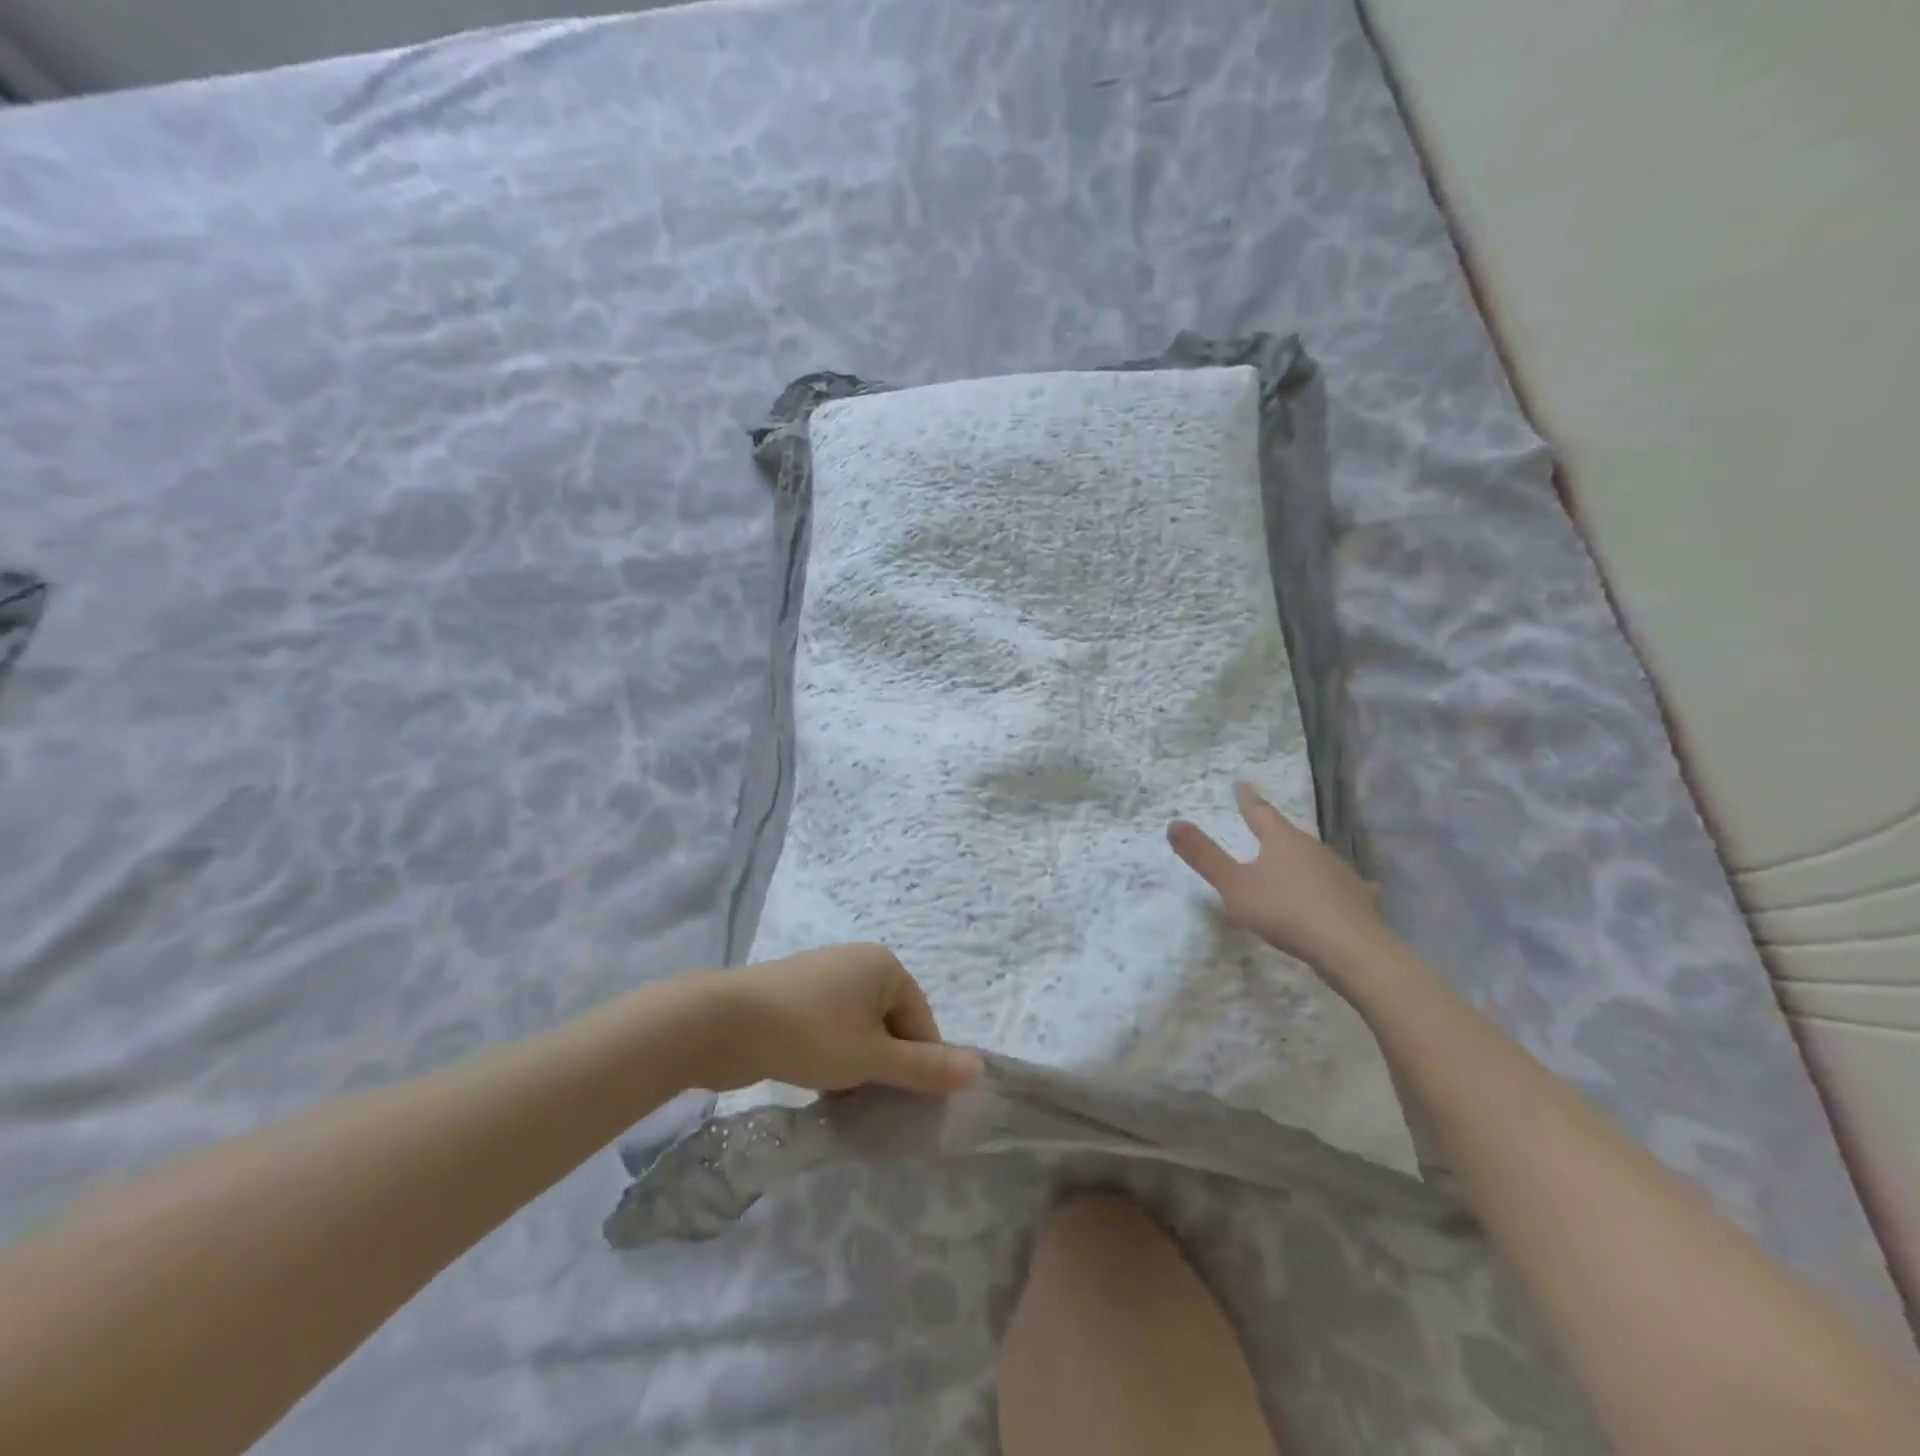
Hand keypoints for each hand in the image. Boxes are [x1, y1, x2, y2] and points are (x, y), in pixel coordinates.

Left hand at [704, 943, 983, 1095]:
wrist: (725, 1022)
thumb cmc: (811, 1034)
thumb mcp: (872, 1057)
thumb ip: (925, 1067)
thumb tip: (980, 1068)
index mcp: (885, 966)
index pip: (921, 1022)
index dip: (916, 1065)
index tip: (899, 1102)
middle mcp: (858, 962)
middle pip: (891, 1024)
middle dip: (884, 1064)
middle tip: (868, 1102)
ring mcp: (824, 975)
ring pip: (859, 1028)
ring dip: (857, 1063)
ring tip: (841, 1095)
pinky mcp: (796, 992)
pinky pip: (830, 1025)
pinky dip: (831, 1053)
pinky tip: (816, 1079)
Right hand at [1168, 781, 1388, 967]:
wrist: (1352, 949)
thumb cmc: (1285, 911)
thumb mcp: (1234, 886)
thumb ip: (1205, 857)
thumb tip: (1173, 823)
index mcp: (1282, 840)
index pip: (1260, 812)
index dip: (1247, 799)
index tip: (1241, 784)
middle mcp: (1313, 848)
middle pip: (1288, 835)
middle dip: (1274, 832)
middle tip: (1262, 827)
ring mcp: (1339, 873)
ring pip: (1313, 859)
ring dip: (1299, 859)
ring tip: (1290, 863)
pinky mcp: (1357, 899)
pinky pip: (1339, 886)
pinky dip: (1331, 886)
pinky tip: (1340, 892)